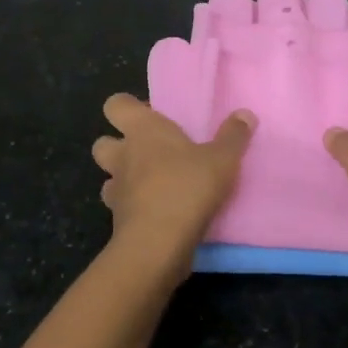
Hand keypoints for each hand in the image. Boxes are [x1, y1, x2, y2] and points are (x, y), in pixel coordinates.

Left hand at [92, 93, 255, 277]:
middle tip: (150, 152)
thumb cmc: (187, 187)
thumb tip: (245, 114)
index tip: (151, 115)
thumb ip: (233, 136)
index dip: (128, 107)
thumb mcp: (222, 160)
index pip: (116, 105)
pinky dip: (133, 207)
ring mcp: (116, 190)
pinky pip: (120, 207)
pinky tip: (156, 211)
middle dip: (118, 145)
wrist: (158, 243)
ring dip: (124, 179)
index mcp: (143, 131)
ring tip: (152, 184)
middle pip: (102, 142)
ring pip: (109, 177)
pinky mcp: (117, 220)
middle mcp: (122, 156)